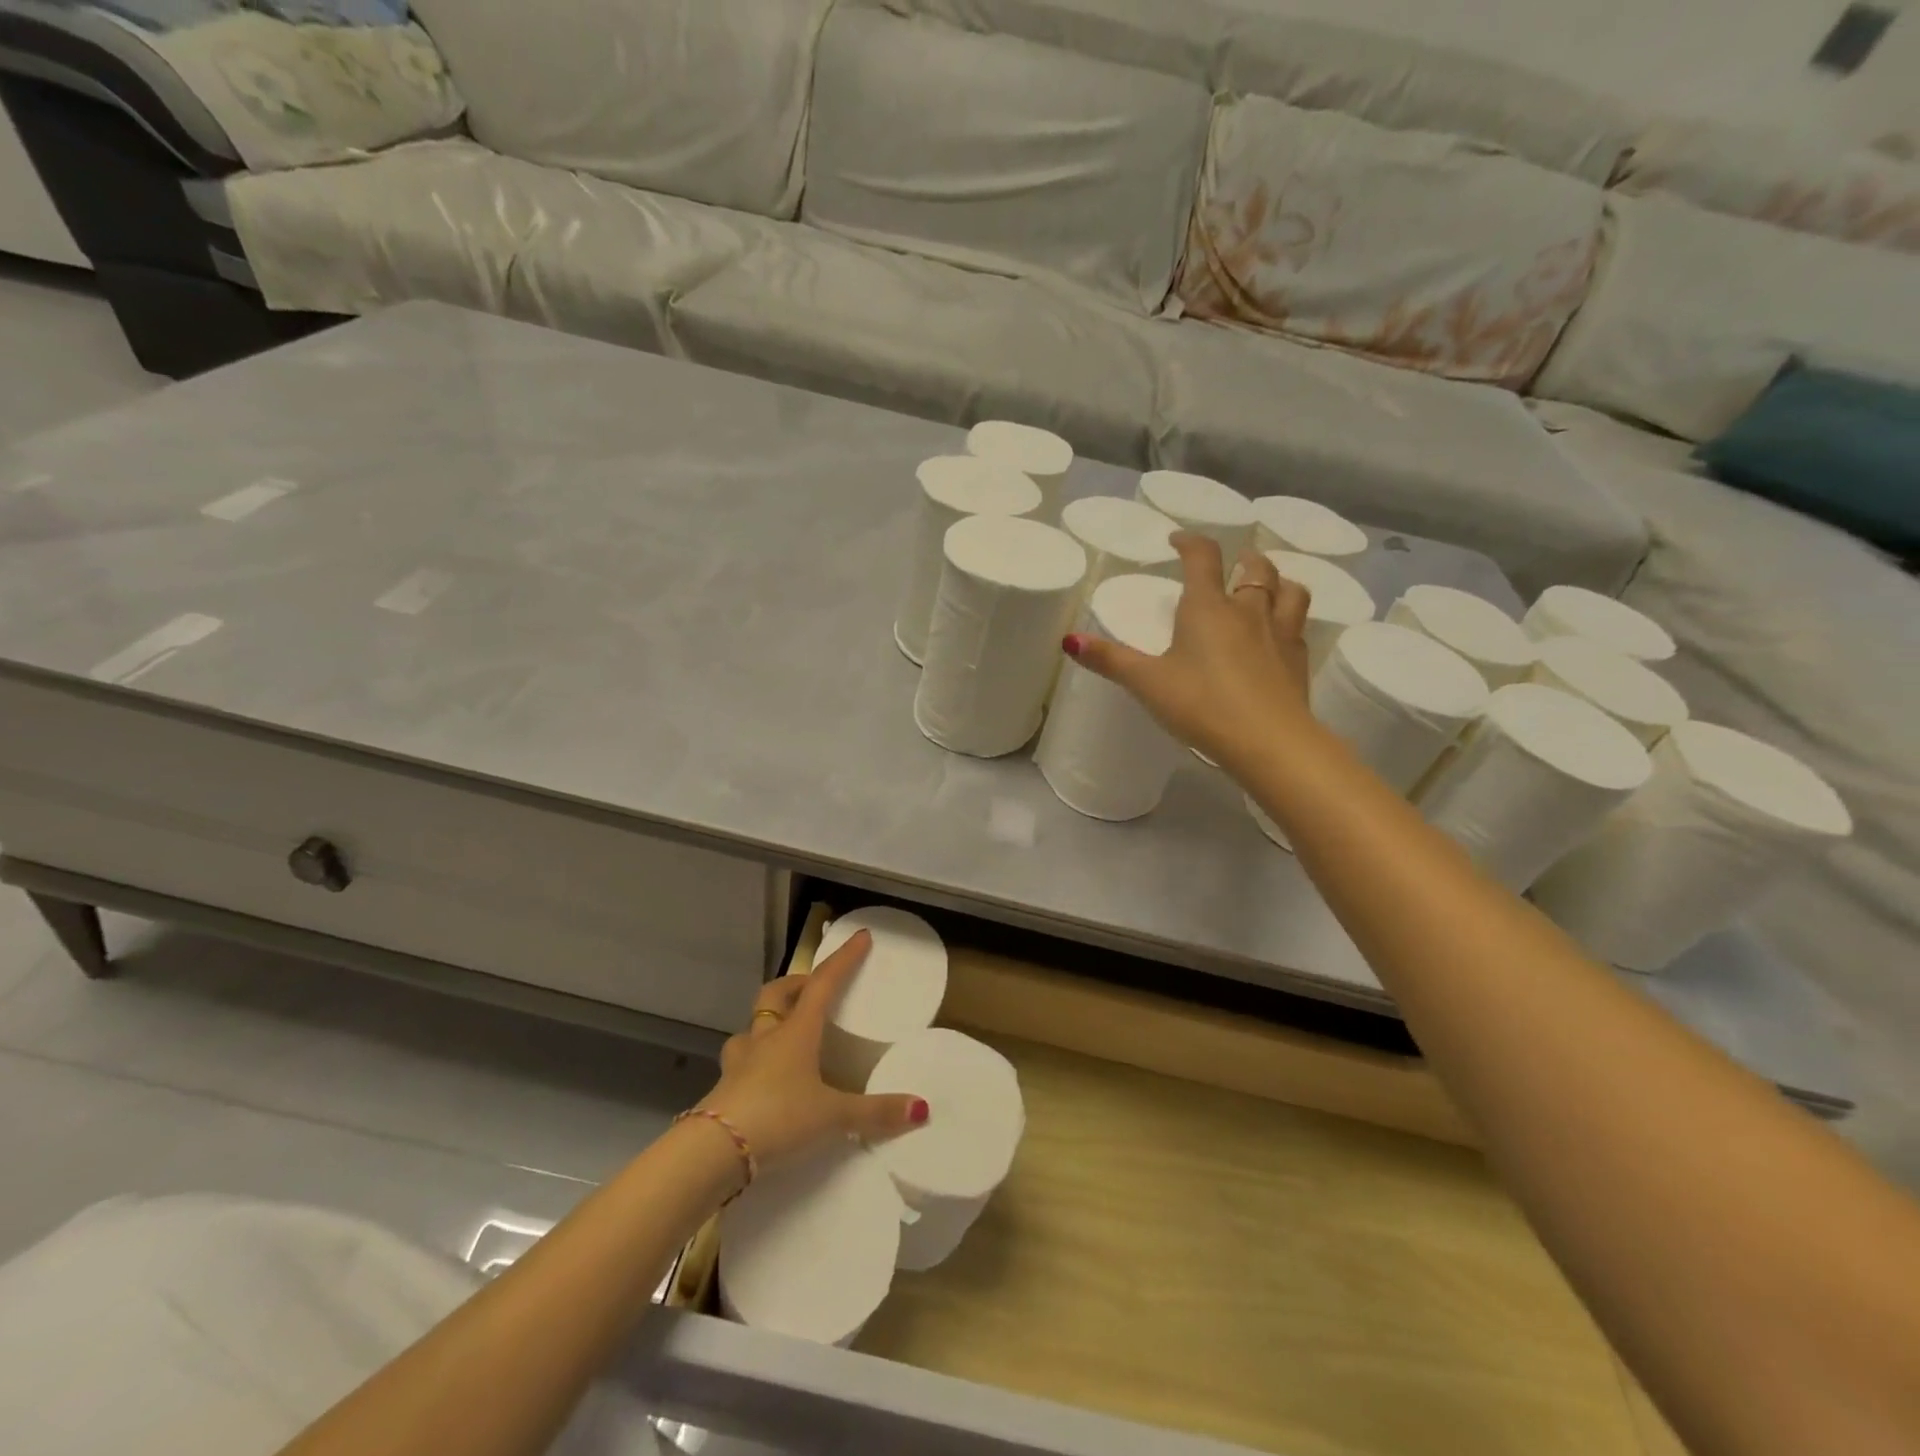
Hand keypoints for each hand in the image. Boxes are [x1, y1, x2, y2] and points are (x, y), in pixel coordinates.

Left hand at [698, 931, 927, 1169]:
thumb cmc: (778, 1116)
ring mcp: (740, 1063)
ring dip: (767, 1024)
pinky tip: (762, 1081)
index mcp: (797, 1032)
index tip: (860, 937)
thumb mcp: (833, 1115)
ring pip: (751, 1028)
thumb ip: (875, 1112)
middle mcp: (766, 1038)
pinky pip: (740, 1064)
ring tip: (782, 1035)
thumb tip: (921, 1108)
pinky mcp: (724, 1089)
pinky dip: (753, 1063)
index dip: (844, 959)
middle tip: (812, 990)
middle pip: (775, 994)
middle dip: (794, 985)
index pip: (823, 983)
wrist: (714, 1151)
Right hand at [1066, 533, 1313, 769]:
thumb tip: (1070, 641)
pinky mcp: (1298, 661)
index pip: (1202, 558)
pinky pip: (1299, 627)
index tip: (1178, 541)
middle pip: (1255, 568)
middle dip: (1241, 558)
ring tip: (1266, 588)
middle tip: (1230, 563)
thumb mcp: (1147, 683)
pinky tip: (1280, 636)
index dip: (1190, 542)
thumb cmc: (1201, 705)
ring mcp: (1280, 634)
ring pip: (1289, 590)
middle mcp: (1248, 611)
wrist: (1269, 741)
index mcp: (1208, 608)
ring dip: (1277, 581)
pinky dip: (1289, 620)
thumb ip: (1110, 660)